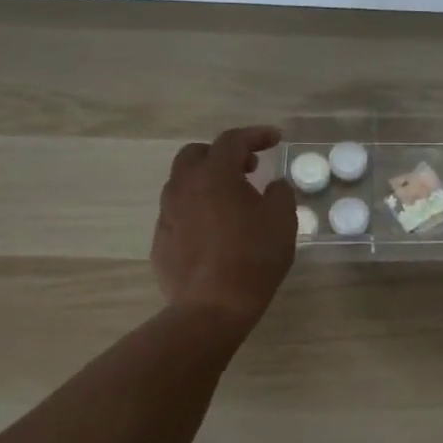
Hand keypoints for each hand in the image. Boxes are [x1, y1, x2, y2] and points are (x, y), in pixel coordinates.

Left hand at [153, 125, 296, 327]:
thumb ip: (280, 194)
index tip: (275, 139)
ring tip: (232, 201)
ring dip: (207, 182)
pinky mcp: (160, 240)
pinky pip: (179, 212)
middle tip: (248, 168)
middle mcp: (183, 187)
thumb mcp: (282, 221)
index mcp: (214, 175)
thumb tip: (273, 186)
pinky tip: (215, 231)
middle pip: (197, 154)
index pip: (233, 140)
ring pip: (183, 183)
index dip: (256, 135)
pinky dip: (197, 209)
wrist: (212, 307)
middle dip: (223, 154)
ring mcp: (167, 214)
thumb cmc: (253, 258)